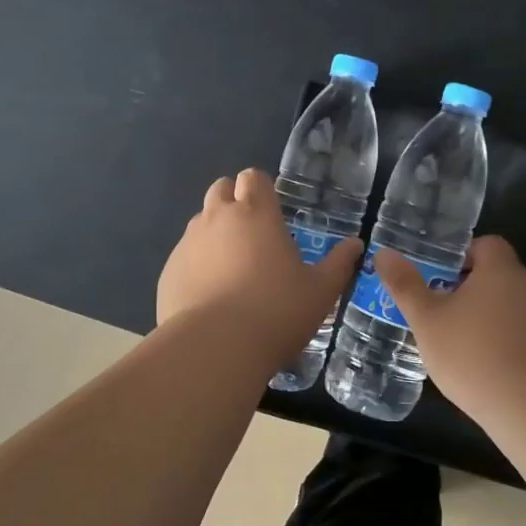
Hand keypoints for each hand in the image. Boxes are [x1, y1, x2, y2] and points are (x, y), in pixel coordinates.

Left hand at [158, 168, 362, 361]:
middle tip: (252, 236)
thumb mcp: (320, 292)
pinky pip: (184, 256)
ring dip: (214, 233)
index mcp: (256, 213)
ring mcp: (188, 243)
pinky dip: (196, 265)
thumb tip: (356, 245)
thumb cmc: (276, 312)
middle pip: (221, 189)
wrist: (214, 348)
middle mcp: (218, 218)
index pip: (253, 177)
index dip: (262, 189)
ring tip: (231, 269)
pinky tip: (209, 296)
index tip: (273, 213)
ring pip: (200, 222)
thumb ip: (339, 264)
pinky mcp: (169, 270)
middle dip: (234, 202)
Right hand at [375, 236, 525, 403]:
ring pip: (508, 304)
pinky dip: (502, 338)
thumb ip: (405, 285)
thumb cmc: (473, 353)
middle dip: (469, 288)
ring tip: (457, 340)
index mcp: (500, 270)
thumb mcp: (427, 319)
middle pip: (496, 275)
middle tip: (439, 310)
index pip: (486, 244)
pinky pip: (521, 331)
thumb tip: (383, 254)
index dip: (462, 256)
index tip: (439, 277)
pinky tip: (483, 364)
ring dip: (485, 315)